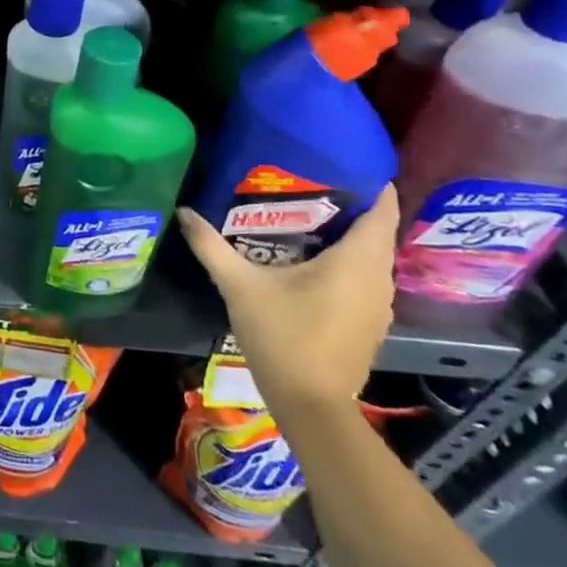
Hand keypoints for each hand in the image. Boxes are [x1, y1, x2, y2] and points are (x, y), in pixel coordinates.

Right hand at [176, 185, 397, 419]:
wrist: (310, 405)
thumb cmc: (282, 336)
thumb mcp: (239, 286)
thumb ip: (211, 246)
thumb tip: (184, 211)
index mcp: (357, 262)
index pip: (382, 210)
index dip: (373, 184)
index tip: (344, 162)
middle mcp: (378, 279)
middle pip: (377, 231)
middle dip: (353, 206)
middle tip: (311, 183)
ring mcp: (380, 305)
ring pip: (373, 257)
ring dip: (351, 236)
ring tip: (309, 216)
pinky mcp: (371, 323)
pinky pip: (367, 278)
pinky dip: (349, 262)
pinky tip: (314, 261)